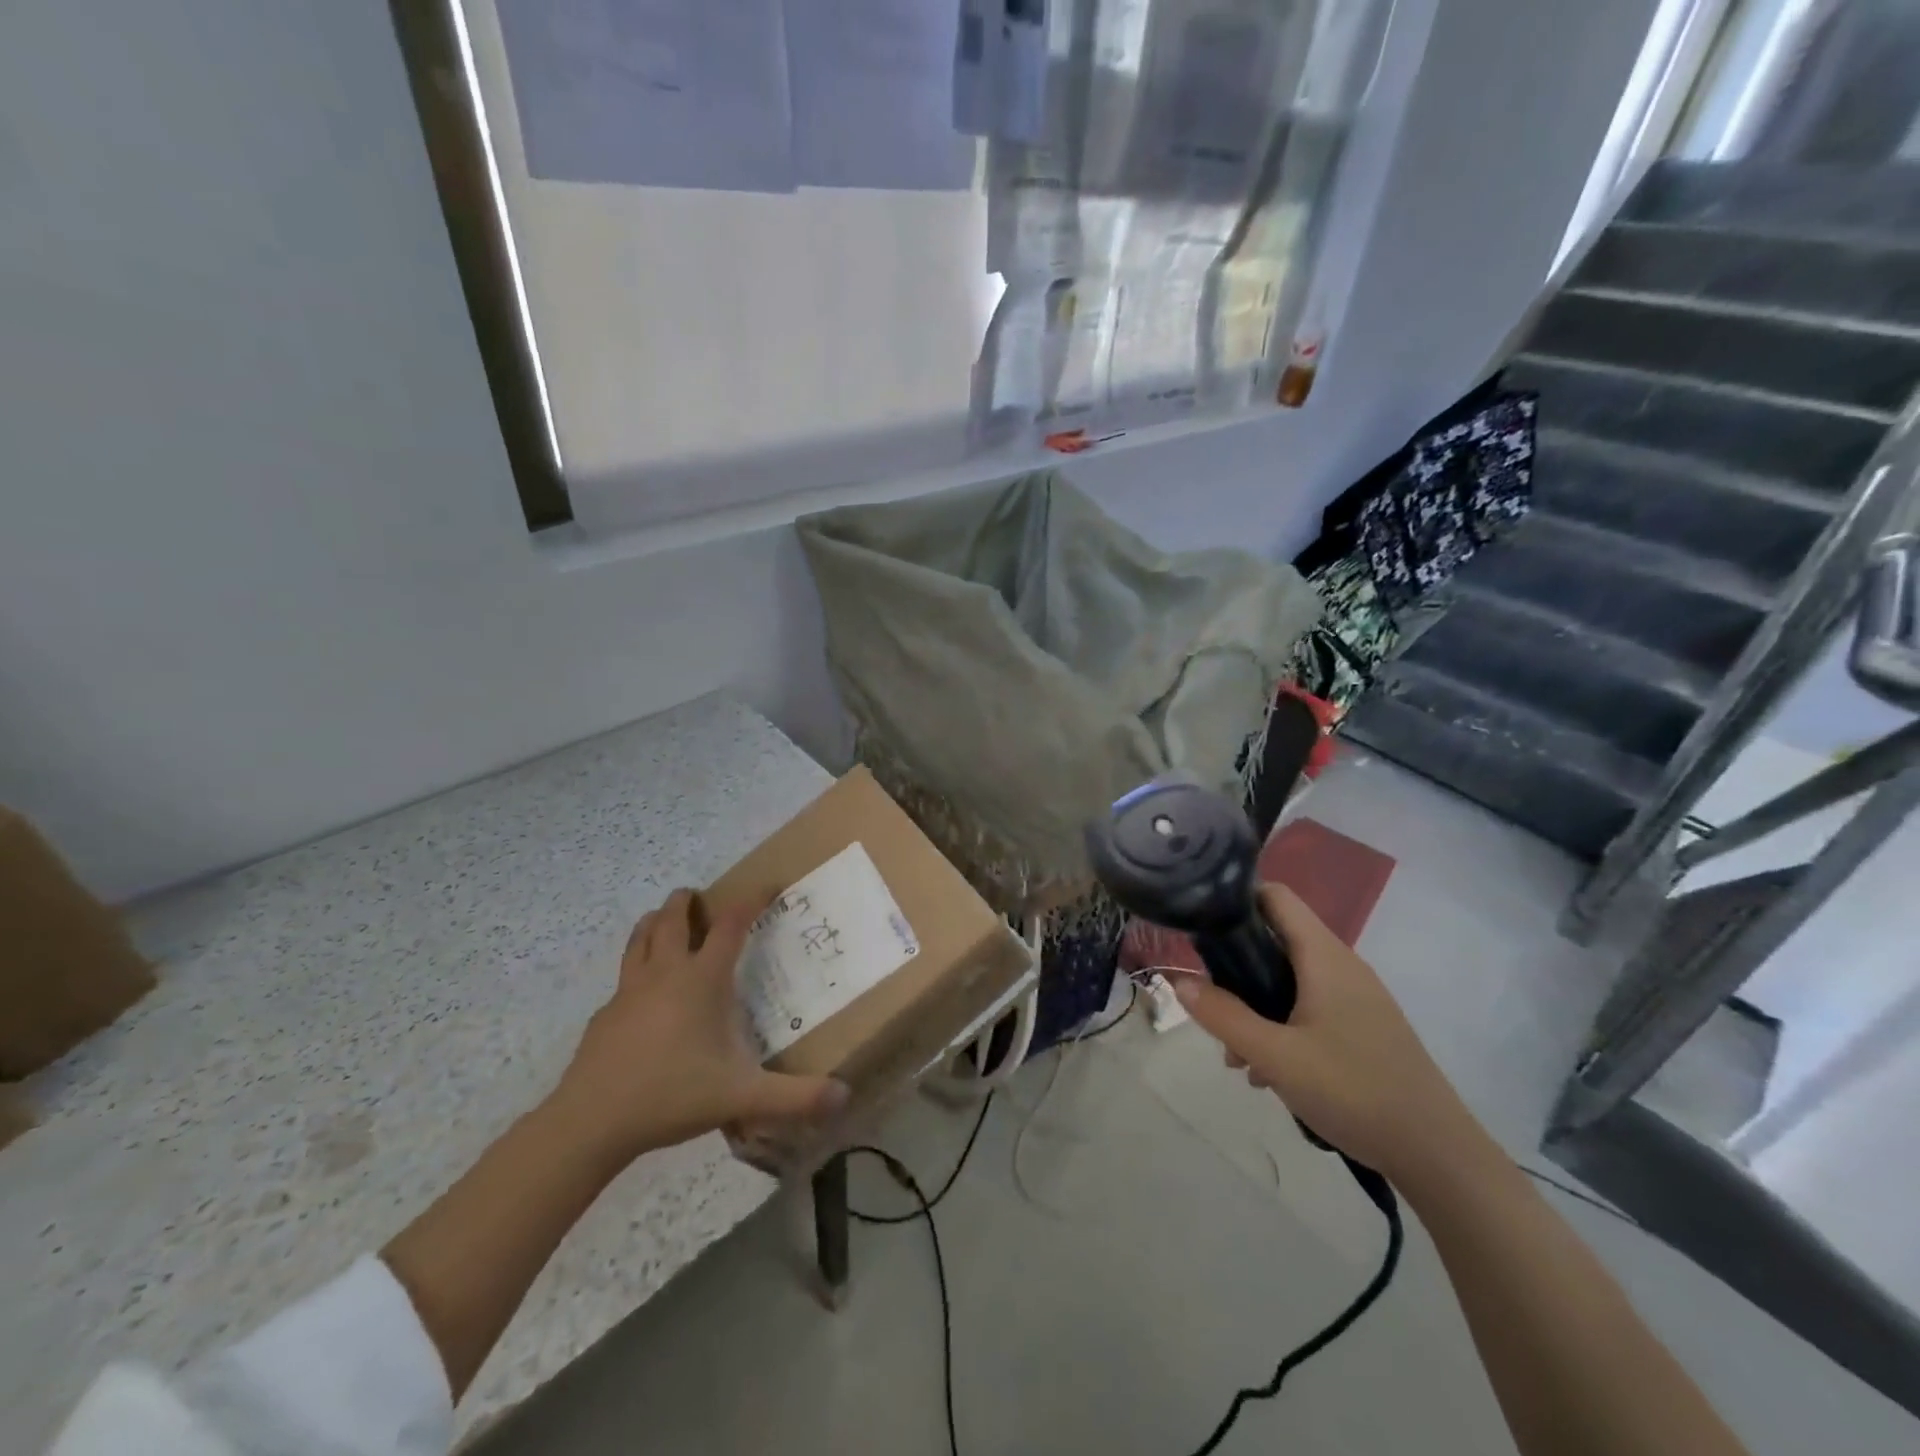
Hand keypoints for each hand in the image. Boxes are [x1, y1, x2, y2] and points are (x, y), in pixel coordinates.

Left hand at [547, 889, 848, 1168]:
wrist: (590, 1122)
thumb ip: (795, 1097)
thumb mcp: (741, 1096)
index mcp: (701, 980)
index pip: (731, 924)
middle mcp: (664, 973)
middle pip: (672, 918)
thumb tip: (845, 1097)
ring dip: (656, 921)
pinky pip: (624, 976)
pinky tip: (644, 993)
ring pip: (640, 936)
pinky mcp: (604, 1014)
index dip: (751, 900)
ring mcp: (628, 991)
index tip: (768, 886)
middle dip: (688, 901)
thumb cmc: (671, 1095)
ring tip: (667, 921)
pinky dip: (637, 966)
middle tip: (702, 899)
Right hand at [1171, 884, 1484, 1184]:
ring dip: (1256, 1006)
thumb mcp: (1276, 1056)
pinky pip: (1309, 1006)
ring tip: (1237, 1057)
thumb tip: (1177, 981)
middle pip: (1276, 939)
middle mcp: (1342, 965)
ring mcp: (1356, 997)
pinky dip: (1282, 1024)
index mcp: (1324, 956)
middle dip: (1236, 968)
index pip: (1275, 896)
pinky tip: (1270, 1072)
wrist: (1438, 1154)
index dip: (1235, 898)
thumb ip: (1223, 1016)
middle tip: (1211, 1004)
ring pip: (1289, 979)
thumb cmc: (1354, 1091)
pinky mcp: (1363, 1026)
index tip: (1199, 924)